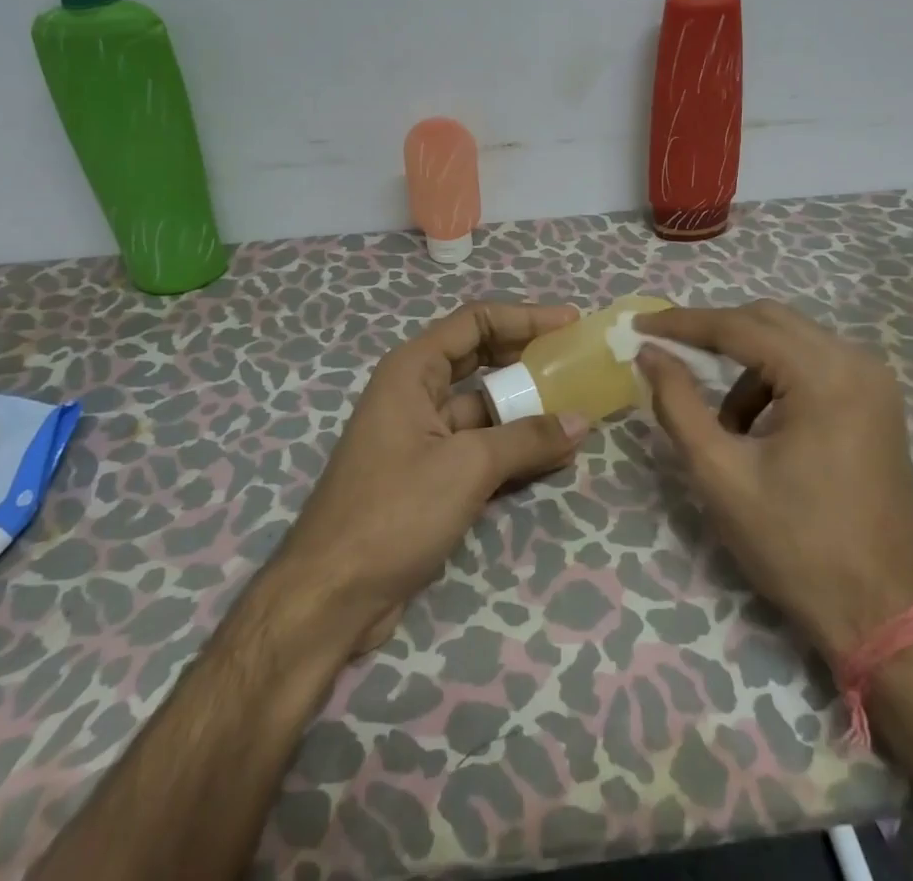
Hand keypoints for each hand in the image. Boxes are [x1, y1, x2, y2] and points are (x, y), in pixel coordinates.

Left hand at [273, 302, 589, 655]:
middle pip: (480, 360)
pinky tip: (554, 455)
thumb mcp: (466, 466)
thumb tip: (580, 420)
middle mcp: (415, 392)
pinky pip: (480, 447)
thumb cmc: (394, 510)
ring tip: (578, 411)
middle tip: (576, 362)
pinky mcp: (429, 475)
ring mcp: (421, 436)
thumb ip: (526, 439)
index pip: (475, 322)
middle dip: (528, 360)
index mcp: (412, 370)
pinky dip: (514, 447)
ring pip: (484, 408)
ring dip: (527, 409)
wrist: (332, 595)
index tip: (570, 323)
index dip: (524, 317)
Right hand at [635, 301, 912, 657]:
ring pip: (790, 340)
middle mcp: (857, 362)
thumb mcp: (720, 474)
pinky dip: (775, 380)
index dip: (682, 323)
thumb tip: (649, 353)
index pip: (739, 327)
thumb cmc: (796, 546)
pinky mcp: (877, 403)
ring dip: (746, 363)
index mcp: (824, 375)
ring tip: (722, 421)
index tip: (638, 326)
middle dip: (713, 333)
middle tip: (667, 353)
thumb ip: (678, 403)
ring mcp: (875, 382)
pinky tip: (759, 428)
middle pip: (768, 320)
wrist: (883, 616)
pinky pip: (813, 364)